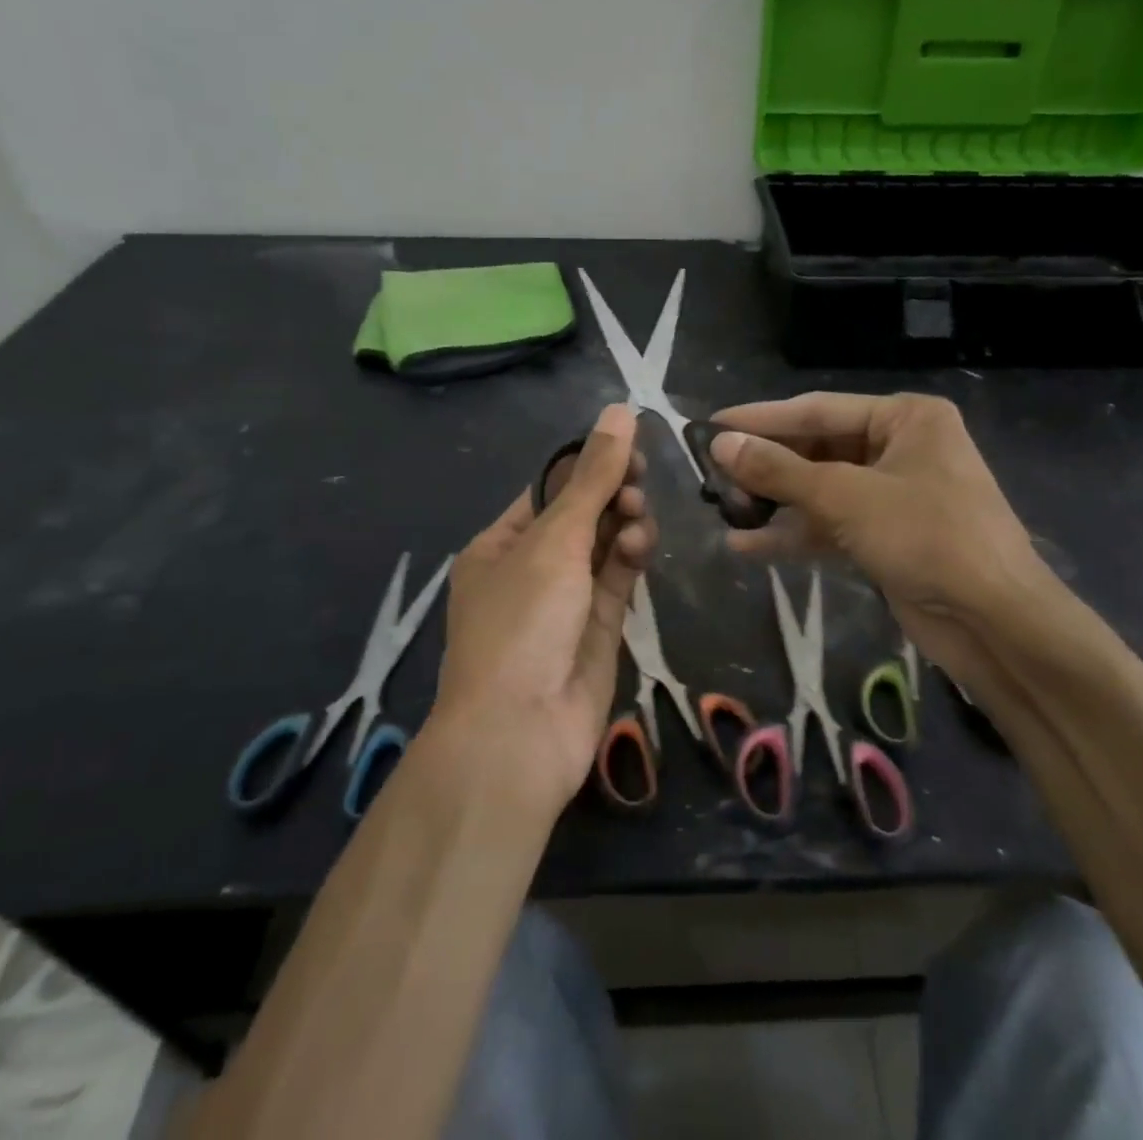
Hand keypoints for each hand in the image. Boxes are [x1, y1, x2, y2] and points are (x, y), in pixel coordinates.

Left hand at [433, 404, 657, 811]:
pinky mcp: (597, 630)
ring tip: (638, 517)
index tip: (628, 444)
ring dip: (623, 524)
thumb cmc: (522, 622)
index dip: (587, 464)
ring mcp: (565, 602)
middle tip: (638, 479)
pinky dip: (631, 557)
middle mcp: (530, 569)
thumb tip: (619, 410)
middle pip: (580, 516)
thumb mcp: (555, 540)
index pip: (548, 488)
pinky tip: (642, 544)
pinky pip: (617, 581)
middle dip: (610, 494)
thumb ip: (592, 476)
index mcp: (500, 544)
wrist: (519, 733)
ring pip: (604, 547)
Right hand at [709, 393, 1061, 686]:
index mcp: (905, 419)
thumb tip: (720, 444)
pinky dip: (795, 534)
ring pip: (822, 490)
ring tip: (722, 508)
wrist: (995, 623)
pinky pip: (832, 525)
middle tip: (712, 474)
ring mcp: (896, 495)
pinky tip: (747, 545)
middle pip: (818, 450)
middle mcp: (901, 448)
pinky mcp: (889, 537)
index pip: (818, 410)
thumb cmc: (927, 537)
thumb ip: (780, 470)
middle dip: (767, 466)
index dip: (762, 419)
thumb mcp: (845, 497)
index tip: (711, 425)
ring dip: (775, 502)